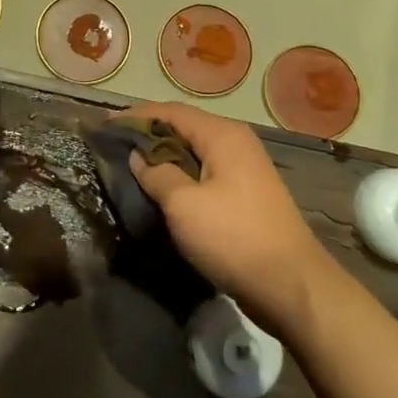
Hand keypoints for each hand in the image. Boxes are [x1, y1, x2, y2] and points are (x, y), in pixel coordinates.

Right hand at [119, 101, 338, 336]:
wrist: (293, 286)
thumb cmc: (234, 238)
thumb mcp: (184, 205)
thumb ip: (157, 174)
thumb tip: (139, 157)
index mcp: (222, 135)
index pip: (170, 111)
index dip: (136, 116)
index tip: (105, 125)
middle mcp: (236, 142)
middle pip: (184, 127)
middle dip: (148, 133)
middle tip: (114, 146)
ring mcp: (244, 169)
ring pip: (194, 151)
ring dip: (164, 156)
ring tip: (132, 166)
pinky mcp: (247, 194)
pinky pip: (205, 172)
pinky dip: (181, 174)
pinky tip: (162, 189)